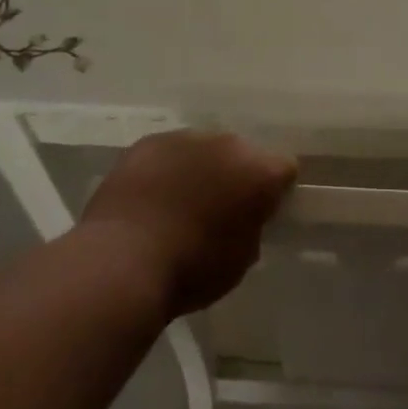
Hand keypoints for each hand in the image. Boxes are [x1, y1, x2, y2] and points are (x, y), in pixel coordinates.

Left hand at [80, 131, 296, 318]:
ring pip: (204, 149)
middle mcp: (229, 144)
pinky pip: (168, 152)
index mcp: (260, 171)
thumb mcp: (241, 260)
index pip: (284, 169)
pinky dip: (167, 169)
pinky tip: (151, 197)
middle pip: (243, 153)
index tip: (262, 213)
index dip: (275, 191)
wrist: (123, 262)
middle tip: (220, 208)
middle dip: (236, 175)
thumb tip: (244, 218)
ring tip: (180, 203)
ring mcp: (186, 138)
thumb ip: (251, 228)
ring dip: (201, 169)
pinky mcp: (149, 142)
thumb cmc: (192, 269)